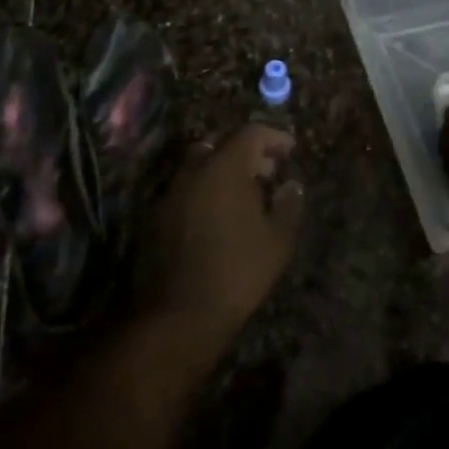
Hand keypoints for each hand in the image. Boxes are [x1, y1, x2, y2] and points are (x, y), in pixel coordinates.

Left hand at [132, 124, 302, 354]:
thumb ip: (289, 205)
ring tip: (246, 198)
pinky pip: (187, 190)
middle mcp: (194, 171)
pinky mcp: (157, 217)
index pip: (250, 133)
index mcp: (224, 168)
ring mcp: (171, 193)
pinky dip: (206, 192)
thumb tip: (292, 185)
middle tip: (268, 173)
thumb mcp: (277, 241)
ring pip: (200, 167)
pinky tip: (220, 219)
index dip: (273, 137)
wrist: (178, 314)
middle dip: (247, 154)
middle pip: (221, 145)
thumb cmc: (237, 271)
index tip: (290, 150)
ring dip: (224, 173)